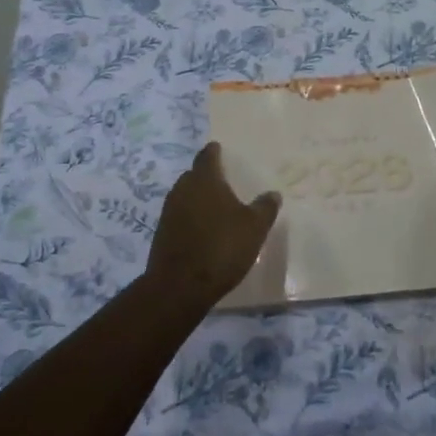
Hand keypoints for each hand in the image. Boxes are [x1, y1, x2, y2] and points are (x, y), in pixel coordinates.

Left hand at [145, 143, 280, 307]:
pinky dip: (191, 217)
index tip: (220, 149)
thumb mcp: (254, 228)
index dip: (215, 152)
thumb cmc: (221, 248)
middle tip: (224, 180)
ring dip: (198, 198)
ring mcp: (168, 212)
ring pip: (185, 196)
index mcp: (204, 180)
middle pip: (194, 175)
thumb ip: (265, 208)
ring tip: (217, 206)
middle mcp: (182, 189)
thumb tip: (273, 194)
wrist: (179, 286)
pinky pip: (180, 216)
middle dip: (207, 176)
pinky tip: (204, 230)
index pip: (207, 156)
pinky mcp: (162, 233)